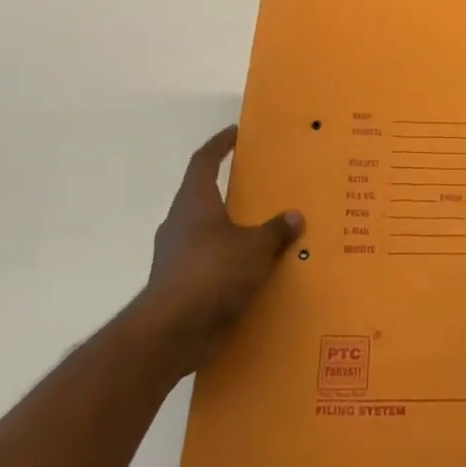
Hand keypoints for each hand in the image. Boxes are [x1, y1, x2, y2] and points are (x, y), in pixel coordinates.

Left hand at [141, 126, 303, 375]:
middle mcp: (180, 223)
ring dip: (231, 230)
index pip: (204, 160)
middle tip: (259, 186)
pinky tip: (253, 272)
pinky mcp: (180, 285)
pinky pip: (209, 264)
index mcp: (194, 202)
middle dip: (229, 190)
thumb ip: (276, 231)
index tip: (236, 133)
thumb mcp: (255, 248)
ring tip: (263, 232)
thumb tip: (295, 216)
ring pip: (207, 232)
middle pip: (204, 195)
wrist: (171, 333)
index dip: (219, 144)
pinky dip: (229, 263)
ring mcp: (176, 256)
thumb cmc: (212, 273)